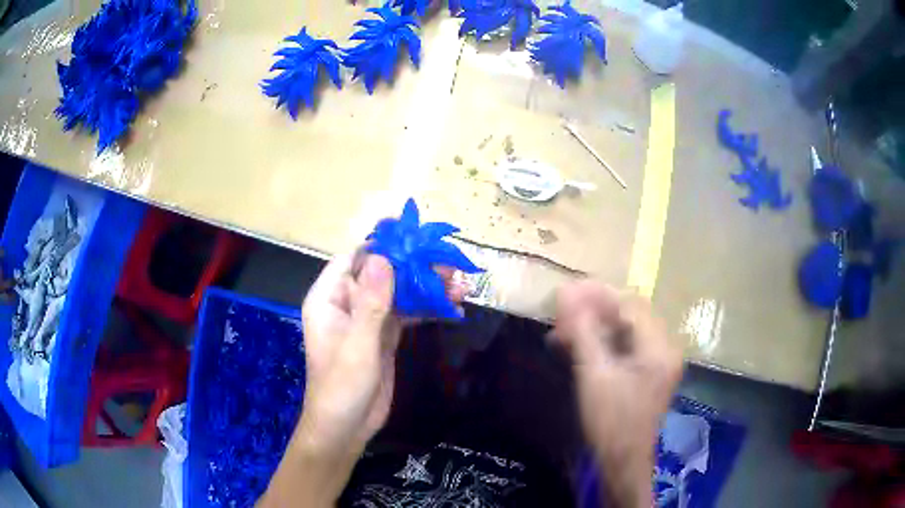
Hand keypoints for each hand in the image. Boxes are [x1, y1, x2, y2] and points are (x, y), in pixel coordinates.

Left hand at [259, 249, 464, 507]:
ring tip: (459, 283)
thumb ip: (371, 303)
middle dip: (414, 267)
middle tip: (449, 262)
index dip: (382, 244)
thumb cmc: (342, 387)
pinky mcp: (384, 336)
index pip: (354, 259)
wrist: (347, 428)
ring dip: (426, 287)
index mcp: (329, 298)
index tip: (413, 234)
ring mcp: (367, 320)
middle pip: (382, 273)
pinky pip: (406, 313)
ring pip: (398, 292)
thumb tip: (385, 257)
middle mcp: (347, 303)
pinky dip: (427, 308)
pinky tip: (451, 305)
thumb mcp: (357, 346)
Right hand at [552, 280, 681, 507]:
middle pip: (629, 314)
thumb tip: (567, 295)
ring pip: (624, 330)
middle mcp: (664, 348)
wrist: (621, 463)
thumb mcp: (595, 376)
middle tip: (561, 308)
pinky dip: (600, 342)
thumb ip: (583, 332)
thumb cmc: (611, 422)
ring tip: (562, 328)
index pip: (630, 305)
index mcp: (659, 347)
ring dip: (594, 325)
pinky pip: (623, 346)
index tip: (566, 290)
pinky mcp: (645, 373)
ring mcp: (656, 361)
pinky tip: (575, 345)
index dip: (597, 294)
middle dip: (594, 308)